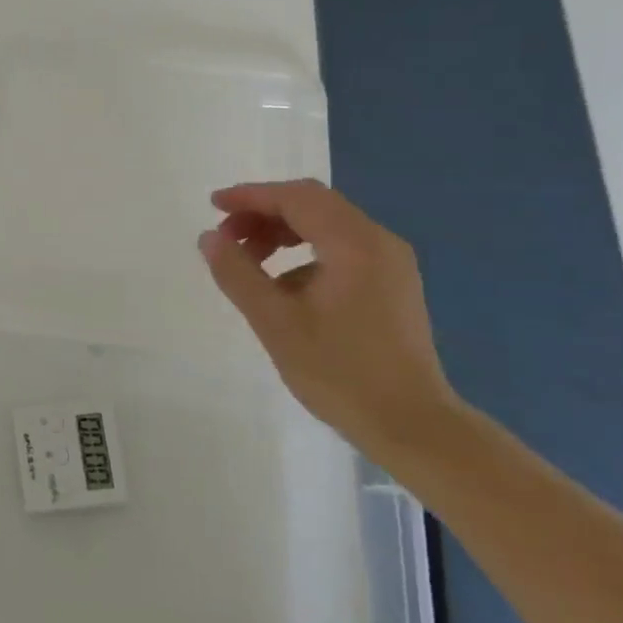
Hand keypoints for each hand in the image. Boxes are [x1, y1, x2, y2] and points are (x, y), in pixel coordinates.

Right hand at [198, 179, 459, 453]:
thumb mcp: (275, 322)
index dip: (251, 196)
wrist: (413, 426)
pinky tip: (284, 287)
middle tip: (227, 238)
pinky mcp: (392, 285)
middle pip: (314, 205)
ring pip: (328, 226)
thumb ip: (238, 274)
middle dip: (264, 213)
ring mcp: (391, 264)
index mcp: (354, 244)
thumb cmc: (340, 372)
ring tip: (250, 261)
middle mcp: (378, 242)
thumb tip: (209, 237)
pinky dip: (305, 252)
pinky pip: (342, 249)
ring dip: (283, 233)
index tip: (213, 206)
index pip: (296, 198)